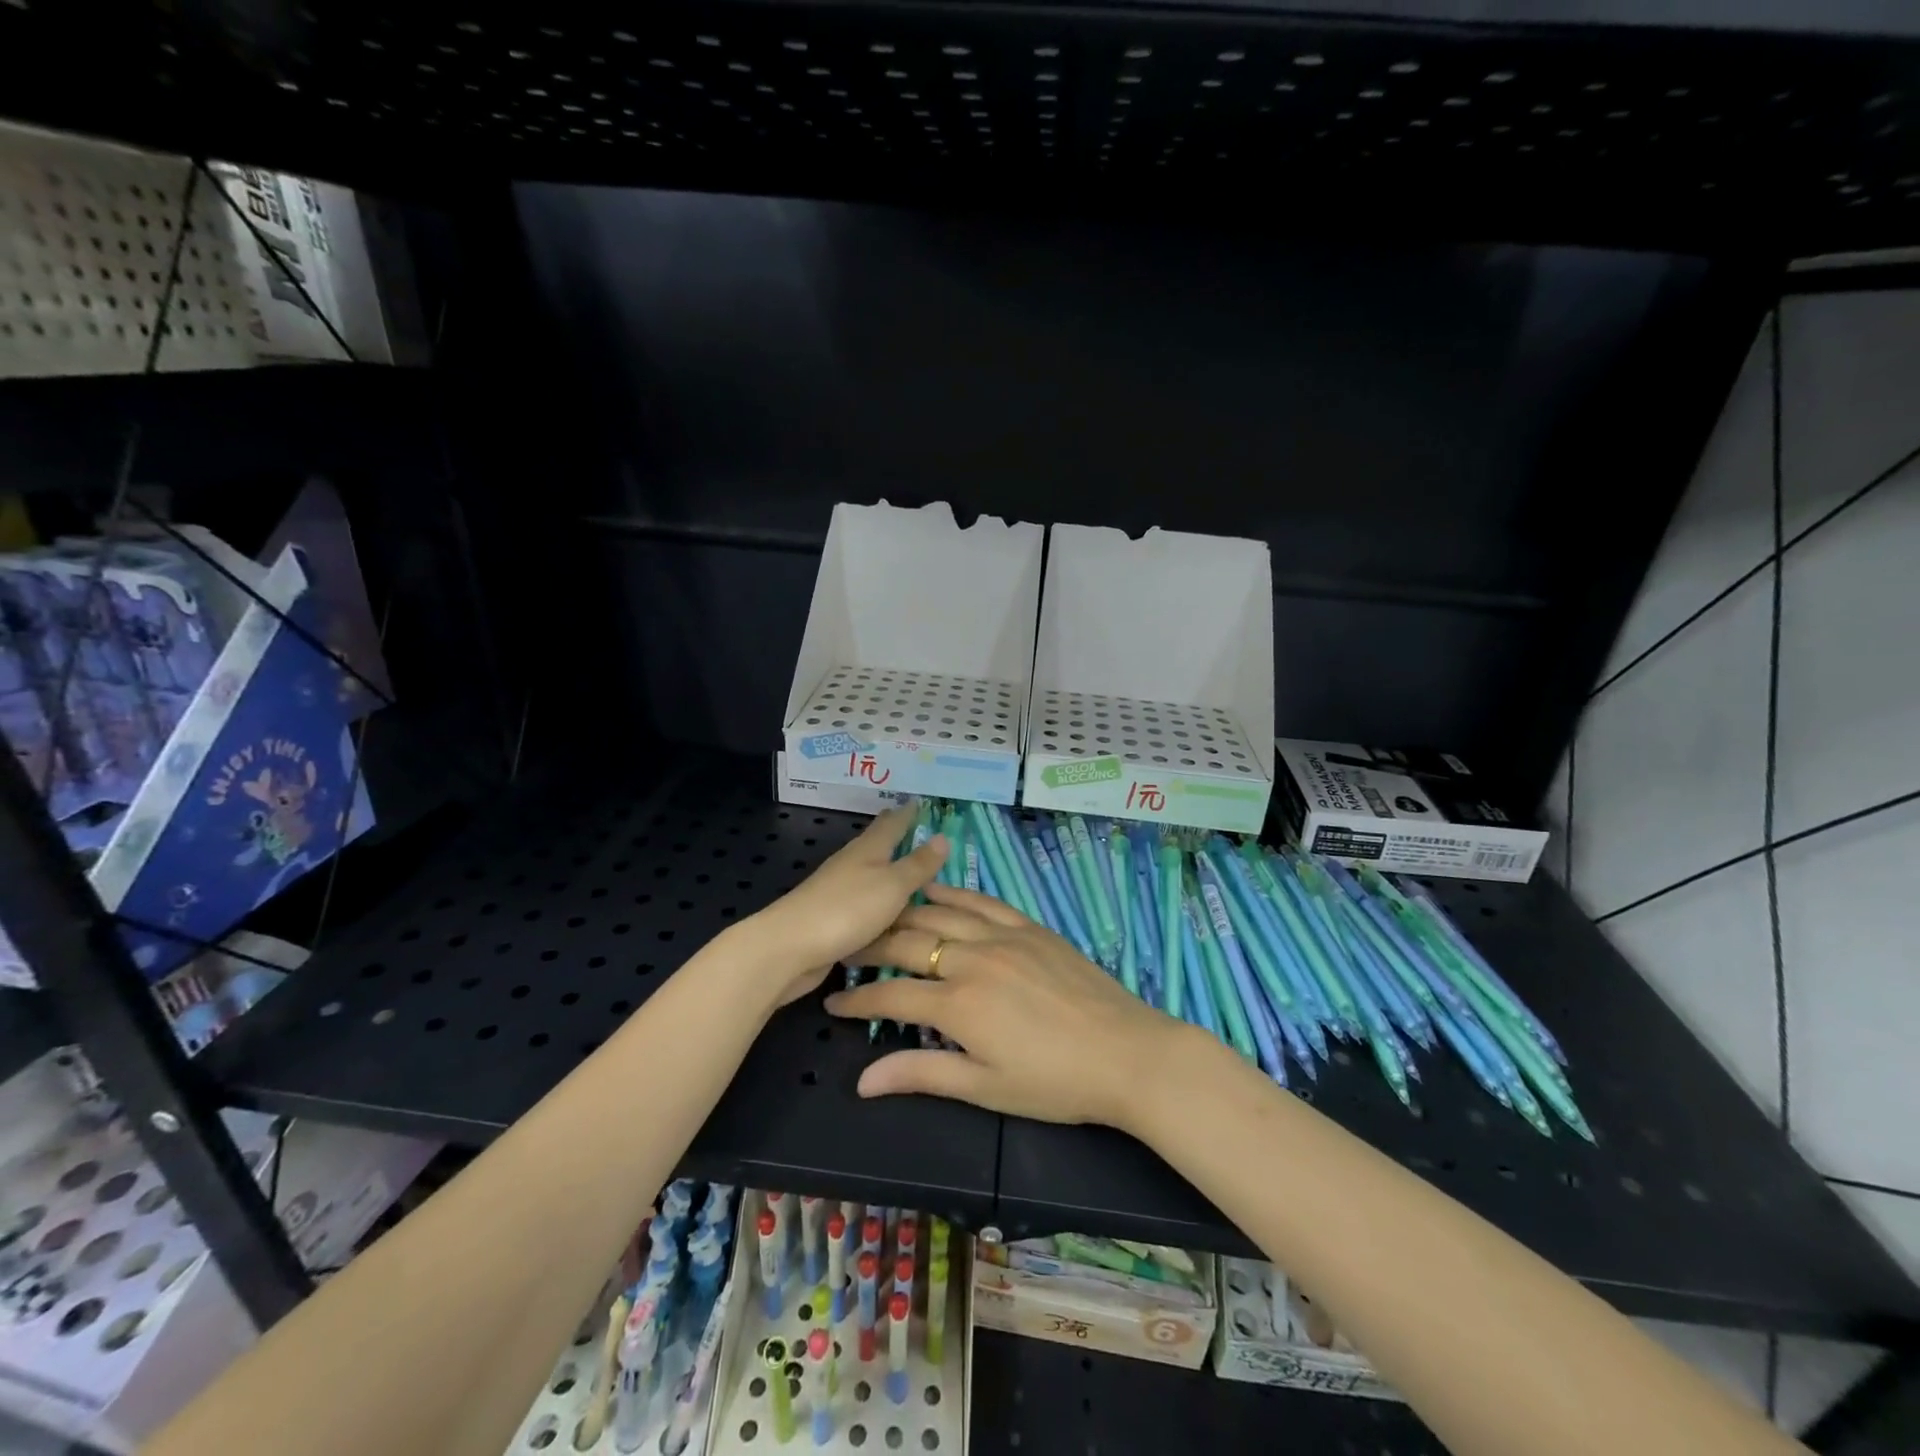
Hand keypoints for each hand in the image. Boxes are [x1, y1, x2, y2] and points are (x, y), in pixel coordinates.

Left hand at [748, 807, 947, 1008]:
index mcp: (868, 849)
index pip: (892, 823)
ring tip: (909, 871)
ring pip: (868, 873)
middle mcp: (851, 864)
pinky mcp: (831, 918)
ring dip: (887, 869)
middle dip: (896, 836)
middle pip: (876, 844)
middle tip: (918, 831)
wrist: (790, 948)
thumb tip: (943, 836)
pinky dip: (877, 900)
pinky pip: (862, 903)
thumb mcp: (893, 885)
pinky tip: (886, 912)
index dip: (907, 813)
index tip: (920, 802)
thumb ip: (918, 864)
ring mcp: (838, 891)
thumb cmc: (847, 909)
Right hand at [824, 883, 1181, 1129]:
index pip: (891, 995)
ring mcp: (1002, 935)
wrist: (1125, 1052)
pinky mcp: (1027, 926)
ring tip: (881, 917)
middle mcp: (972, 958)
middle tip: (847, 951)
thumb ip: (922, 1074)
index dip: (857, 1000)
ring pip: (939, 912)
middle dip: (871, 947)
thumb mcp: (985, 1087)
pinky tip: (934, 889)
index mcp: (958, 1004)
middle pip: (908, 942)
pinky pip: (981, 900)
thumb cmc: (1054, 1082)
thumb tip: (862, 1081)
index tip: (833, 1001)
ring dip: (904, 913)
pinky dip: (952, 893)